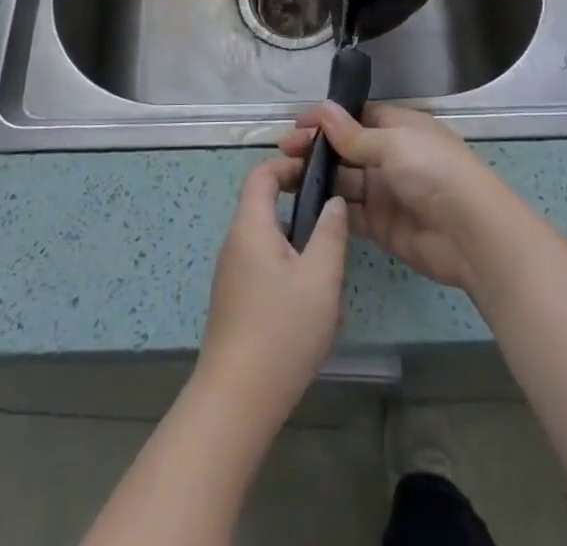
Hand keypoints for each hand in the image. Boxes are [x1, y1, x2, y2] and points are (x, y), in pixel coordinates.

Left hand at [196, 156, 348, 429]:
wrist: (236, 401)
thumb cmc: (281, 330)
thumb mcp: (320, 278)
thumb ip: (330, 233)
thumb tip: (333, 202)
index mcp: (250, 226)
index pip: (262, 174)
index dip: (288, 164)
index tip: (319, 171)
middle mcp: (235, 242)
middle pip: (264, 205)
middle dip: (299, 206)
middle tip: (334, 221)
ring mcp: (232, 274)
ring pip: (267, 240)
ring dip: (298, 243)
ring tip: (329, 267)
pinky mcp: (235, 301)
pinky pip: (263, 267)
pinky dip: (288, 268)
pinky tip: (311, 303)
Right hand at [279, 102, 508, 293]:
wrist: (470, 234)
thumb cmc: (433, 172)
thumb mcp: (393, 144)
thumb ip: (354, 135)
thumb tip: (323, 109)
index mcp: (399, 128)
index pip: (356, 117)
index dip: (327, 119)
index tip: (295, 124)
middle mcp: (390, 157)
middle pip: (346, 149)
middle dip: (316, 149)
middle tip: (282, 152)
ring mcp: (385, 192)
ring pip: (344, 181)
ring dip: (318, 178)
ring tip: (283, 178)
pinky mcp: (381, 225)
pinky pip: (349, 213)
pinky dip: (329, 209)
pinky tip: (302, 206)